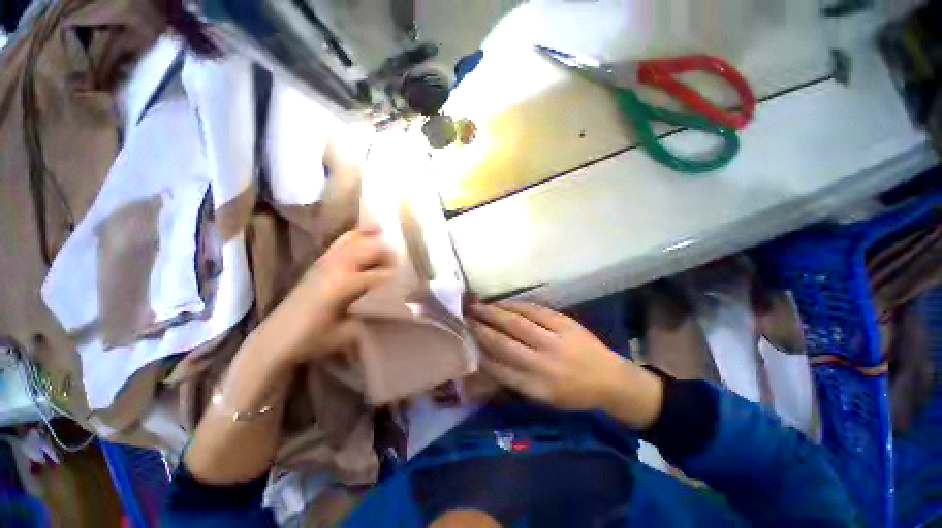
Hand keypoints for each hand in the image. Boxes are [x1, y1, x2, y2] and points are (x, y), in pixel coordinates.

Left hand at [257, 224, 395, 365]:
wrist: (275, 338)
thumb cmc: (312, 339)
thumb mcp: (346, 333)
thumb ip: (369, 317)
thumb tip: (390, 305)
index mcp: (343, 286)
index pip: (379, 275)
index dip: (396, 277)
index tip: (409, 280)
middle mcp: (335, 268)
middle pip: (369, 250)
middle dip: (388, 253)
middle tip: (402, 261)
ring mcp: (325, 262)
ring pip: (355, 241)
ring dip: (374, 238)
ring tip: (390, 236)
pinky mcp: (319, 261)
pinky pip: (342, 241)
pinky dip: (356, 234)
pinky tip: (368, 230)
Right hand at [468, 301, 662, 428]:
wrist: (611, 379)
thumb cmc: (574, 393)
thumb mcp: (544, 398)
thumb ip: (516, 380)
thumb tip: (488, 359)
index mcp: (537, 387)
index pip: (499, 367)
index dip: (479, 352)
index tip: (464, 340)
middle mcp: (543, 363)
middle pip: (504, 342)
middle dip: (481, 328)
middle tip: (464, 318)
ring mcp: (555, 340)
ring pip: (517, 323)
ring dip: (494, 313)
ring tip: (477, 307)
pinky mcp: (564, 323)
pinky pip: (534, 311)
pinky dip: (515, 305)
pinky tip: (502, 303)